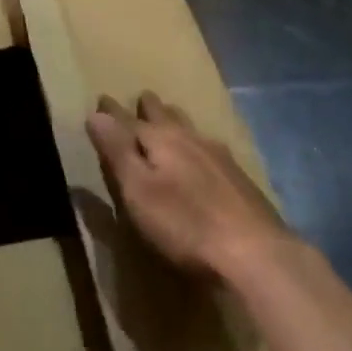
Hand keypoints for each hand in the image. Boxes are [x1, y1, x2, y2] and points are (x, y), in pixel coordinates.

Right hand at [85, 91, 289, 278]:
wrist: (255, 253)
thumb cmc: (185, 224)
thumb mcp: (138, 190)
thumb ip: (118, 151)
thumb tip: (96, 113)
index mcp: (162, 140)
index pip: (129, 120)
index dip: (112, 112)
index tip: (102, 98)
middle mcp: (191, 139)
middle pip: (166, 117)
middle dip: (150, 108)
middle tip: (142, 97)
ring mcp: (220, 157)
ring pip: (191, 128)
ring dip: (175, 120)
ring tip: (170, 115)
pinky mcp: (239, 179)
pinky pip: (209, 147)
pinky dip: (196, 141)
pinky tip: (203, 152)